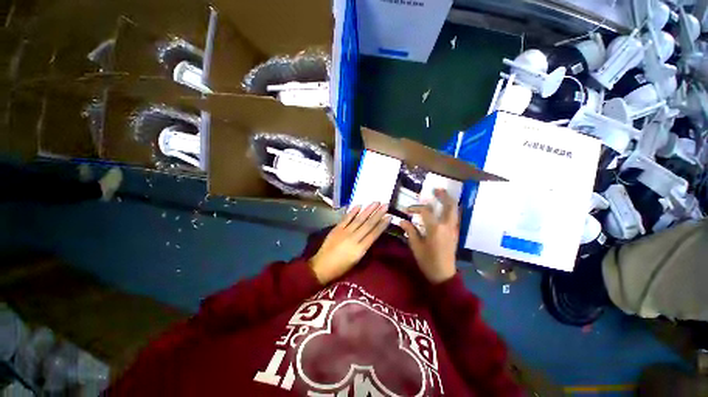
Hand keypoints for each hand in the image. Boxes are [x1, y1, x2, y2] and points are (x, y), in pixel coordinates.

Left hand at [310, 202, 390, 283]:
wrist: (321, 267)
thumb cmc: (341, 268)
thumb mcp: (356, 261)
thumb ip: (364, 247)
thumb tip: (372, 235)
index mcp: (359, 249)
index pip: (374, 234)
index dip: (382, 225)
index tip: (389, 216)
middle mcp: (353, 238)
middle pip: (368, 224)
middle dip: (378, 213)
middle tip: (386, 204)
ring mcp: (344, 232)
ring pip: (359, 219)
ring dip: (368, 210)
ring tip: (376, 202)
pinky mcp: (336, 229)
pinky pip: (346, 218)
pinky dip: (352, 211)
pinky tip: (359, 205)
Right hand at [401, 189, 458, 283]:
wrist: (444, 275)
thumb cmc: (428, 261)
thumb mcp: (416, 246)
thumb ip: (410, 231)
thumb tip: (402, 221)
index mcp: (436, 228)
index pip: (426, 211)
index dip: (415, 208)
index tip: (406, 210)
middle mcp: (447, 226)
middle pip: (449, 205)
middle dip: (443, 196)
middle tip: (436, 189)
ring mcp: (453, 229)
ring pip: (455, 210)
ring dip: (449, 201)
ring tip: (441, 195)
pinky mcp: (455, 233)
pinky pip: (455, 217)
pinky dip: (451, 209)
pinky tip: (444, 209)